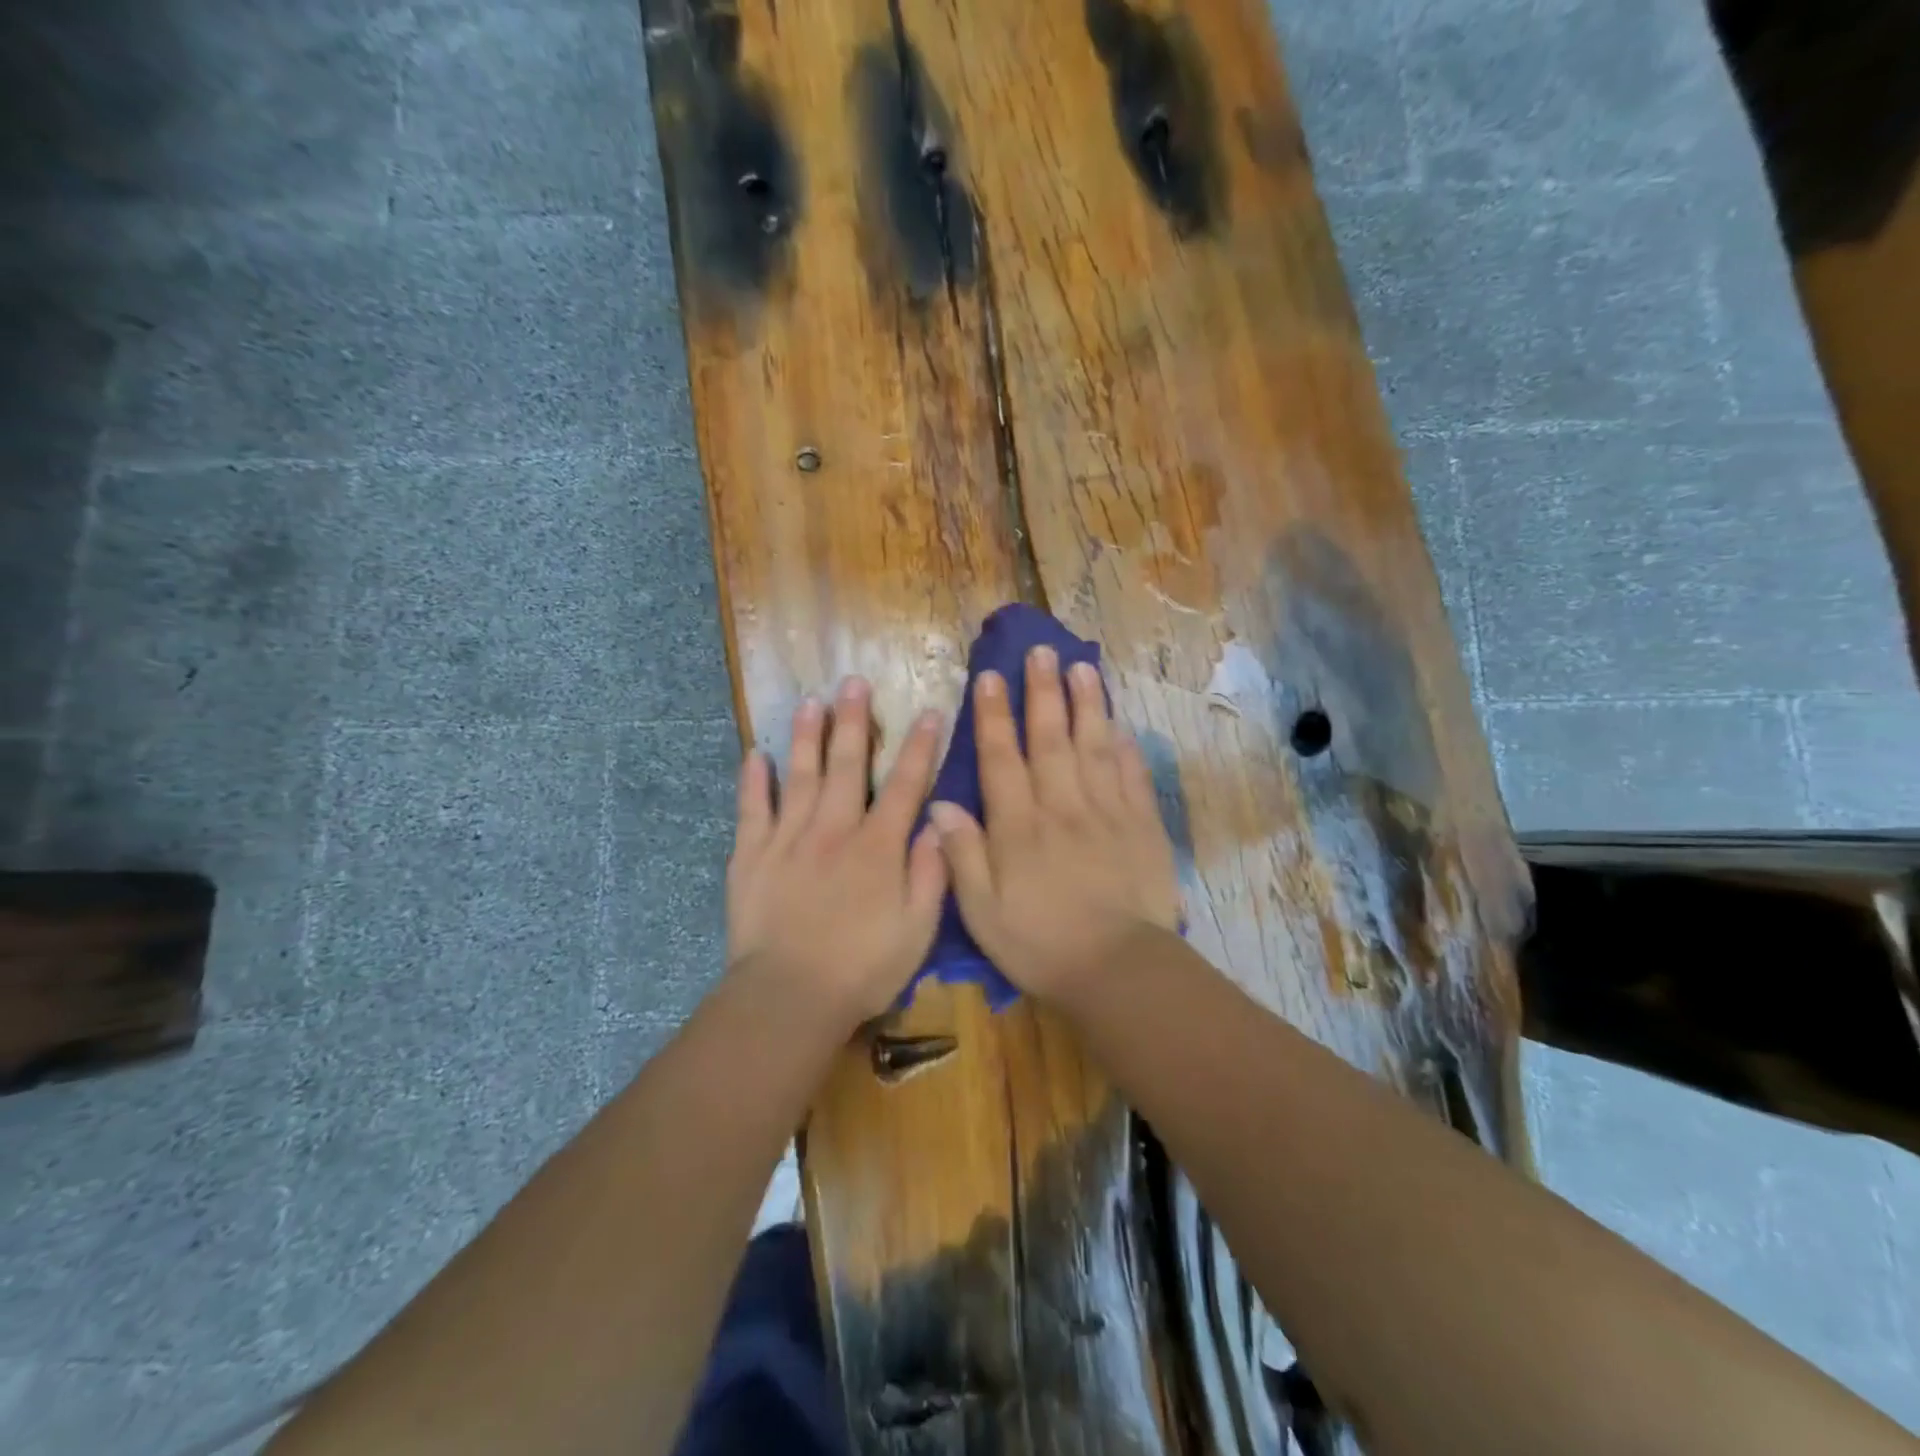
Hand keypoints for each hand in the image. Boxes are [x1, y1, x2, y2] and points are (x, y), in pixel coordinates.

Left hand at [727, 677, 948, 1024]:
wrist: (788, 998)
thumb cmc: (862, 968)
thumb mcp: (917, 930)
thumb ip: (931, 874)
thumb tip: (937, 824)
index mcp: (877, 847)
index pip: (904, 785)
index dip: (920, 748)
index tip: (929, 712)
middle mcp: (833, 830)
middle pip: (845, 765)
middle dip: (854, 721)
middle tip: (854, 682)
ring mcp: (787, 839)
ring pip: (799, 775)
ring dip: (806, 736)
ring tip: (810, 701)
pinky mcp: (751, 856)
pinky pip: (752, 809)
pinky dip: (753, 781)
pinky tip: (755, 755)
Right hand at [929, 646, 1181, 1003]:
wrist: (1117, 970)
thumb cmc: (1039, 944)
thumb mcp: (982, 911)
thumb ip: (962, 856)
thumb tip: (940, 805)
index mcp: (1019, 827)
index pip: (1002, 759)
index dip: (994, 716)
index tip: (991, 677)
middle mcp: (1062, 807)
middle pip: (1051, 739)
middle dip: (1043, 692)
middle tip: (1041, 651)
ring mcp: (1107, 812)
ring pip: (1094, 747)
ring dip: (1087, 705)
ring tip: (1082, 667)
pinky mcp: (1141, 827)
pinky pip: (1133, 777)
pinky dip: (1126, 748)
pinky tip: (1121, 725)